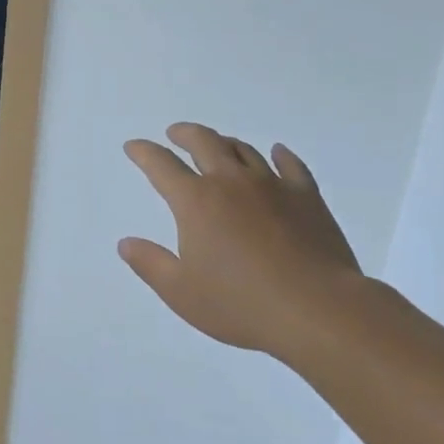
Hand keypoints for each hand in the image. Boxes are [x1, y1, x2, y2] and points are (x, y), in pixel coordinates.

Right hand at [119, 123, 362, 357]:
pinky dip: (280, 155)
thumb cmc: (242, 304)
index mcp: (196, 201)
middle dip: (184, 134)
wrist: (318, 309)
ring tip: (218, 144)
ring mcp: (272, 186)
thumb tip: (126, 243)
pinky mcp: (307, 198)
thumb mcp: (181, 292)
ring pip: (244, 150)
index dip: (143, 152)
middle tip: (175, 133)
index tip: (134, 146)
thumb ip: (150, 264)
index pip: (161, 165)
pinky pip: (291, 166)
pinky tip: (277, 152)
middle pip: (204, 142)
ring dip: (225, 143)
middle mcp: (230, 182)